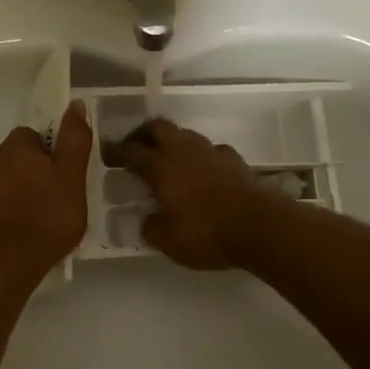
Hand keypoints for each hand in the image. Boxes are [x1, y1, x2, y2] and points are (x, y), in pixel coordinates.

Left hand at [0, 100, 90, 276]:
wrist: (3, 261)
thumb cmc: (46, 217)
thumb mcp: (72, 177)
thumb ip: (74, 140)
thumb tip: (75, 104)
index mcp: (15, 147)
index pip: (32, 136)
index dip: (49, 153)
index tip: (63, 175)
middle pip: (16, 158)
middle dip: (32, 173)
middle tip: (55, 199)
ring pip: (2, 182)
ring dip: (18, 193)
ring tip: (38, 220)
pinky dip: (5, 212)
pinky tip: (19, 233)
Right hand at [103, 119, 277, 269]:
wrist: (262, 227)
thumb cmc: (207, 233)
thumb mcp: (168, 241)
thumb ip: (151, 228)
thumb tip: (147, 220)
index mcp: (161, 167)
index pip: (131, 152)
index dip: (116, 152)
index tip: (107, 155)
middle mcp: (184, 151)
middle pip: (158, 128)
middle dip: (141, 134)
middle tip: (133, 147)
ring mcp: (212, 152)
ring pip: (185, 135)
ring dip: (171, 141)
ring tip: (165, 157)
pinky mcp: (235, 161)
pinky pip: (211, 150)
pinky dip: (200, 156)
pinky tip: (201, 170)